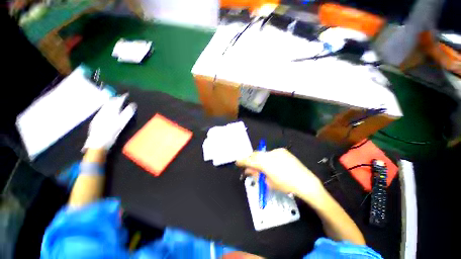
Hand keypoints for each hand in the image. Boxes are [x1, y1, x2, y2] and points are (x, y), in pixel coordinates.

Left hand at [83, 93, 136, 150]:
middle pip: (110, 102)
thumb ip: (127, 113)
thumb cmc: (112, 134)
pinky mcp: (95, 120)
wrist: (97, 143)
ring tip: (114, 100)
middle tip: (121, 96)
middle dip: (116, 98)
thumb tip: (133, 105)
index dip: (122, 97)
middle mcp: (104, 112)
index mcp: (111, 112)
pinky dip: (105, 107)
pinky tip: (106, 109)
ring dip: (110, 102)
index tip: (126, 94)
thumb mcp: (121, 124)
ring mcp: (98, 116)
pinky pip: (101, 110)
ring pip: (104, 106)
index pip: (118, 102)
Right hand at [236, 148, 325, 203]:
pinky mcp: (282, 151)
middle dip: (250, 159)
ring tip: (261, 166)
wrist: (305, 181)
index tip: (237, 162)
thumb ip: (256, 174)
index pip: (250, 160)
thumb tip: (248, 170)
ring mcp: (276, 151)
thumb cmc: (286, 185)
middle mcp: (270, 154)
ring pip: (262, 153)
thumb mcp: (268, 182)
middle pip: (255, 154)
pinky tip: (272, 164)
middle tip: (249, 166)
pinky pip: (270, 153)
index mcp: (265, 163)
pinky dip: (267, 157)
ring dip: (259, 158)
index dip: (242, 161)